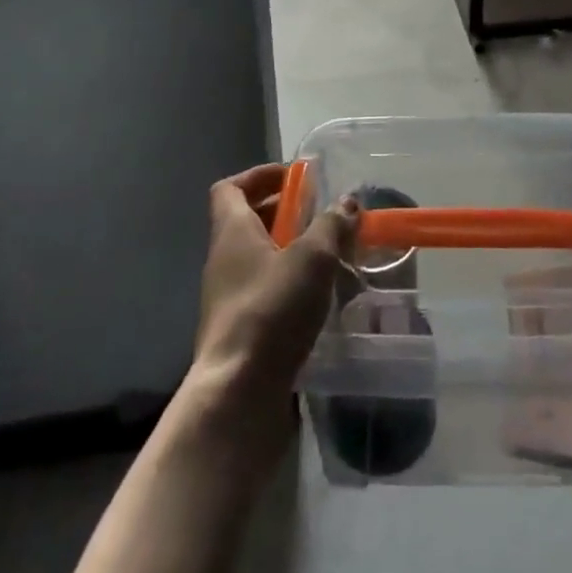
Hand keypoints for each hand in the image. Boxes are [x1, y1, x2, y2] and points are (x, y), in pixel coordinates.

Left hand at [188, 164, 356, 435]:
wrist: (238, 397)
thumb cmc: (271, 311)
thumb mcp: (312, 258)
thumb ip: (332, 225)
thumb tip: (347, 202)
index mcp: (232, 231)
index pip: (230, 187)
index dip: (260, 175)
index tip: (294, 178)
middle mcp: (224, 260)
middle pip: (248, 221)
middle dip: (285, 213)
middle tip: (322, 216)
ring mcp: (228, 300)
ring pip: (259, 259)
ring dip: (291, 252)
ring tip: (330, 256)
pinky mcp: (240, 334)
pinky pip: (265, 293)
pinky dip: (290, 287)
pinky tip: (321, 300)